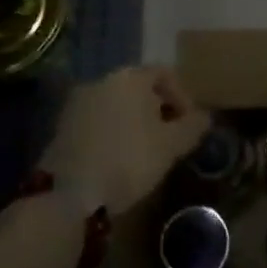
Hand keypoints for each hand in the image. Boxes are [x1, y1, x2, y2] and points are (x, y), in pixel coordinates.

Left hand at [47, 66, 208, 214]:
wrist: (68, 194)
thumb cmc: (128, 160)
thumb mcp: (171, 146)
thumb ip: (193, 127)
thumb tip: (204, 117)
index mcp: (131, 77)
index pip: (165, 73)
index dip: (183, 96)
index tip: (190, 124)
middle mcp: (102, 80)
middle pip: (139, 87)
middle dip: (158, 110)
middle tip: (170, 138)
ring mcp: (78, 102)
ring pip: (117, 105)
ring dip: (134, 122)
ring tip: (145, 152)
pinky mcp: (62, 127)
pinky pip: (97, 121)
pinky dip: (112, 133)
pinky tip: (118, 159)